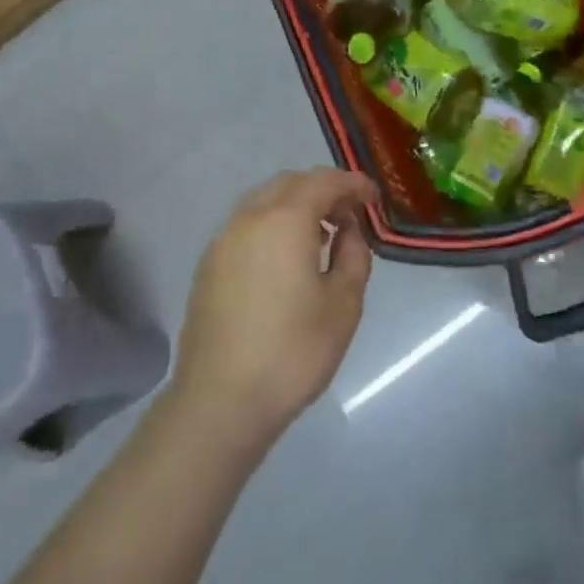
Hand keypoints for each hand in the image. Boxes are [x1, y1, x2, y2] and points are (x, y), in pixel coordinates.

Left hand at [172, 168, 377, 450]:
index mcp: (285, 220)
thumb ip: (354, 256)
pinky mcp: (209, 265)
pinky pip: (247, 225)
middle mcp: (249, 218)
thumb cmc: (292, 352)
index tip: (374, 199)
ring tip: (321, 235)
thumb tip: (348, 231)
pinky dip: (272, 224)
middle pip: (290, 183)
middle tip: (350, 214)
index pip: (324, 182)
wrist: (220, 402)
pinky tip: (287, 259)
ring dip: (296, 205)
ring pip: (264, 201)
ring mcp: (223, 240)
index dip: (353, 184)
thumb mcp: (343, 305)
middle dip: (323, 190)